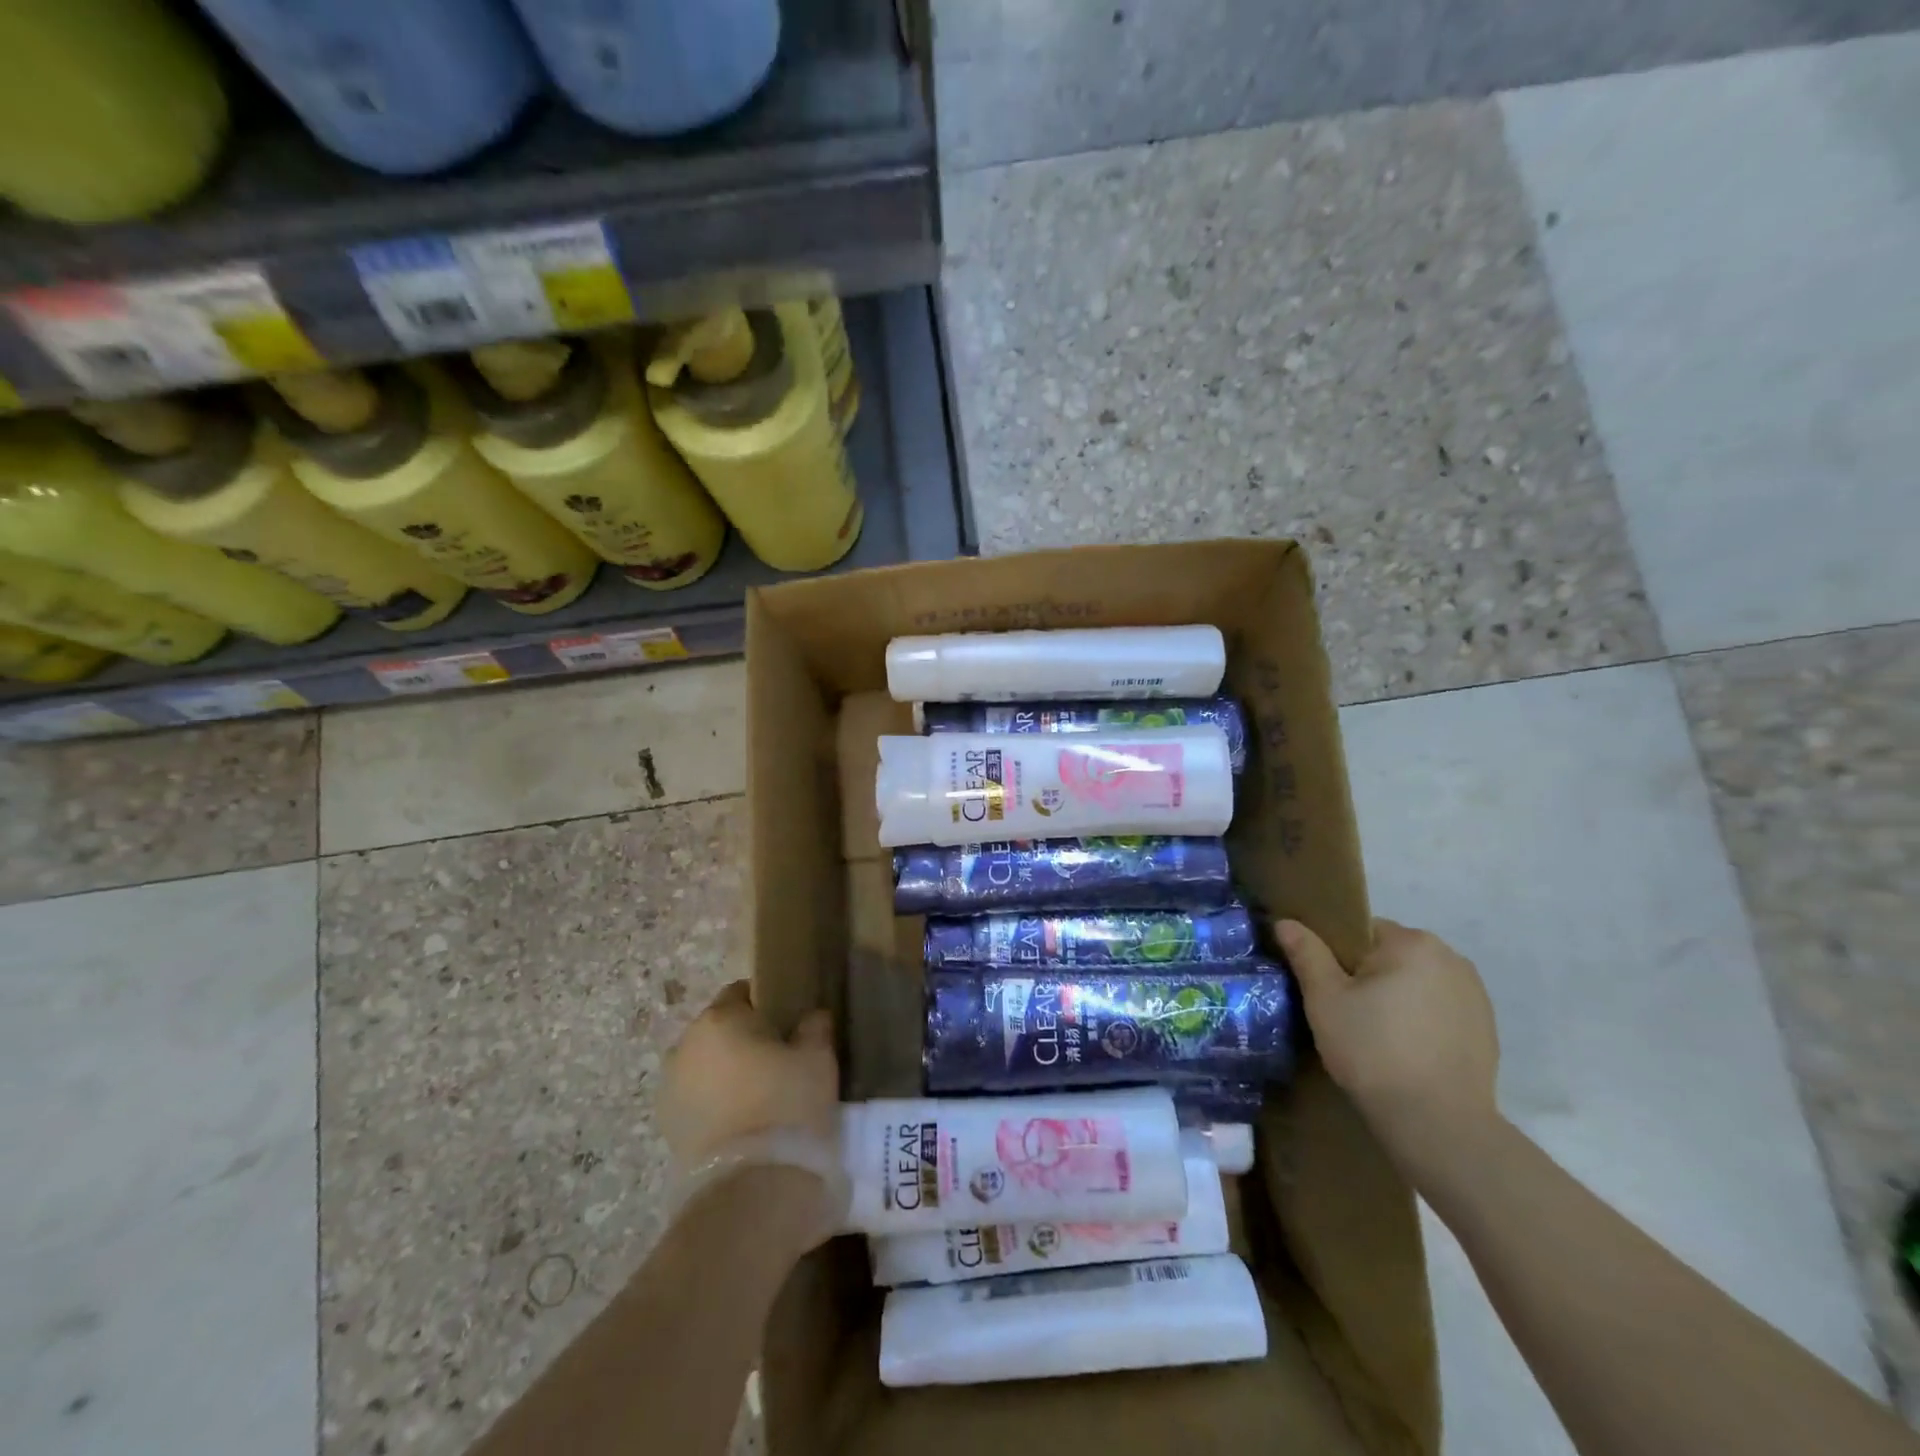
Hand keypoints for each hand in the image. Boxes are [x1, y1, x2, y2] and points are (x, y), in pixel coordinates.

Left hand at [660, 981, 839, 1168]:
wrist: (751, 1188)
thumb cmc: (787, 1105)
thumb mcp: (818, 1058)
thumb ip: (814, 1027)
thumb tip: (810, 1017)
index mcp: (720, 1018)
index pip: (740, 993)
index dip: (765, 1004)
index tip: (788, 1024)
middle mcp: (685, 1045)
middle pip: (719, 1030)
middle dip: (743, 1040)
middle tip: (777, 1062)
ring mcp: (670, 1089)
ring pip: (705, 1066)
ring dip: (725, 1073)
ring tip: (759, 1097)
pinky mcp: (666, 1128)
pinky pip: (696, 1100)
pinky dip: (714, 1104)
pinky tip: (741, 1124)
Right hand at [1278, 917, 1500, 1169]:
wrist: (1438, 1124)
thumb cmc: (1373, 1050)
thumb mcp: (1325, 999)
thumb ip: (1306, 954)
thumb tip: (1286, 922)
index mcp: (1412, 942)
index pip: (1360, 931)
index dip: (1337, 957)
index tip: (1327, 989)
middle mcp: (1451, 958)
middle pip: (1390, 956)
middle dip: (1368, 977)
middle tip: (1346, 1015)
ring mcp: (1475, 995)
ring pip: (1416, 984)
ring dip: (1397, 999)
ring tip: (1377, 1037)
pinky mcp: (1486, 1030)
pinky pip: (1440, 1010)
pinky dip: (1421, 1021)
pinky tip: (1407, 1052)